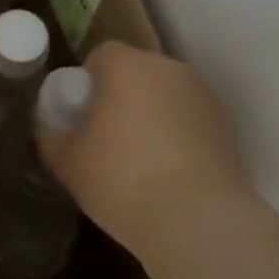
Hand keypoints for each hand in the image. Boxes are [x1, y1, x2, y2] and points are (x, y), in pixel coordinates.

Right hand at [36, 41, 251, 256]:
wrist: (199, 223)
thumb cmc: (122, 179)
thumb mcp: (68, 161)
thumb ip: (52, 136)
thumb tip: (54, 130)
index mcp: (127, 65)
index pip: (101, 55)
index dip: (87, 82)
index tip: (81, 116)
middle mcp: (168, 68)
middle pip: (136, 73)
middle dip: (120, 97)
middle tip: (106, 139)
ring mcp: (202, 96)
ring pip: (164, 96)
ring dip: (151, 116)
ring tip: (140, 162)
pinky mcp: (226, 127)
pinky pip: (189, 121)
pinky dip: (177, 137)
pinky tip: (169, 174)